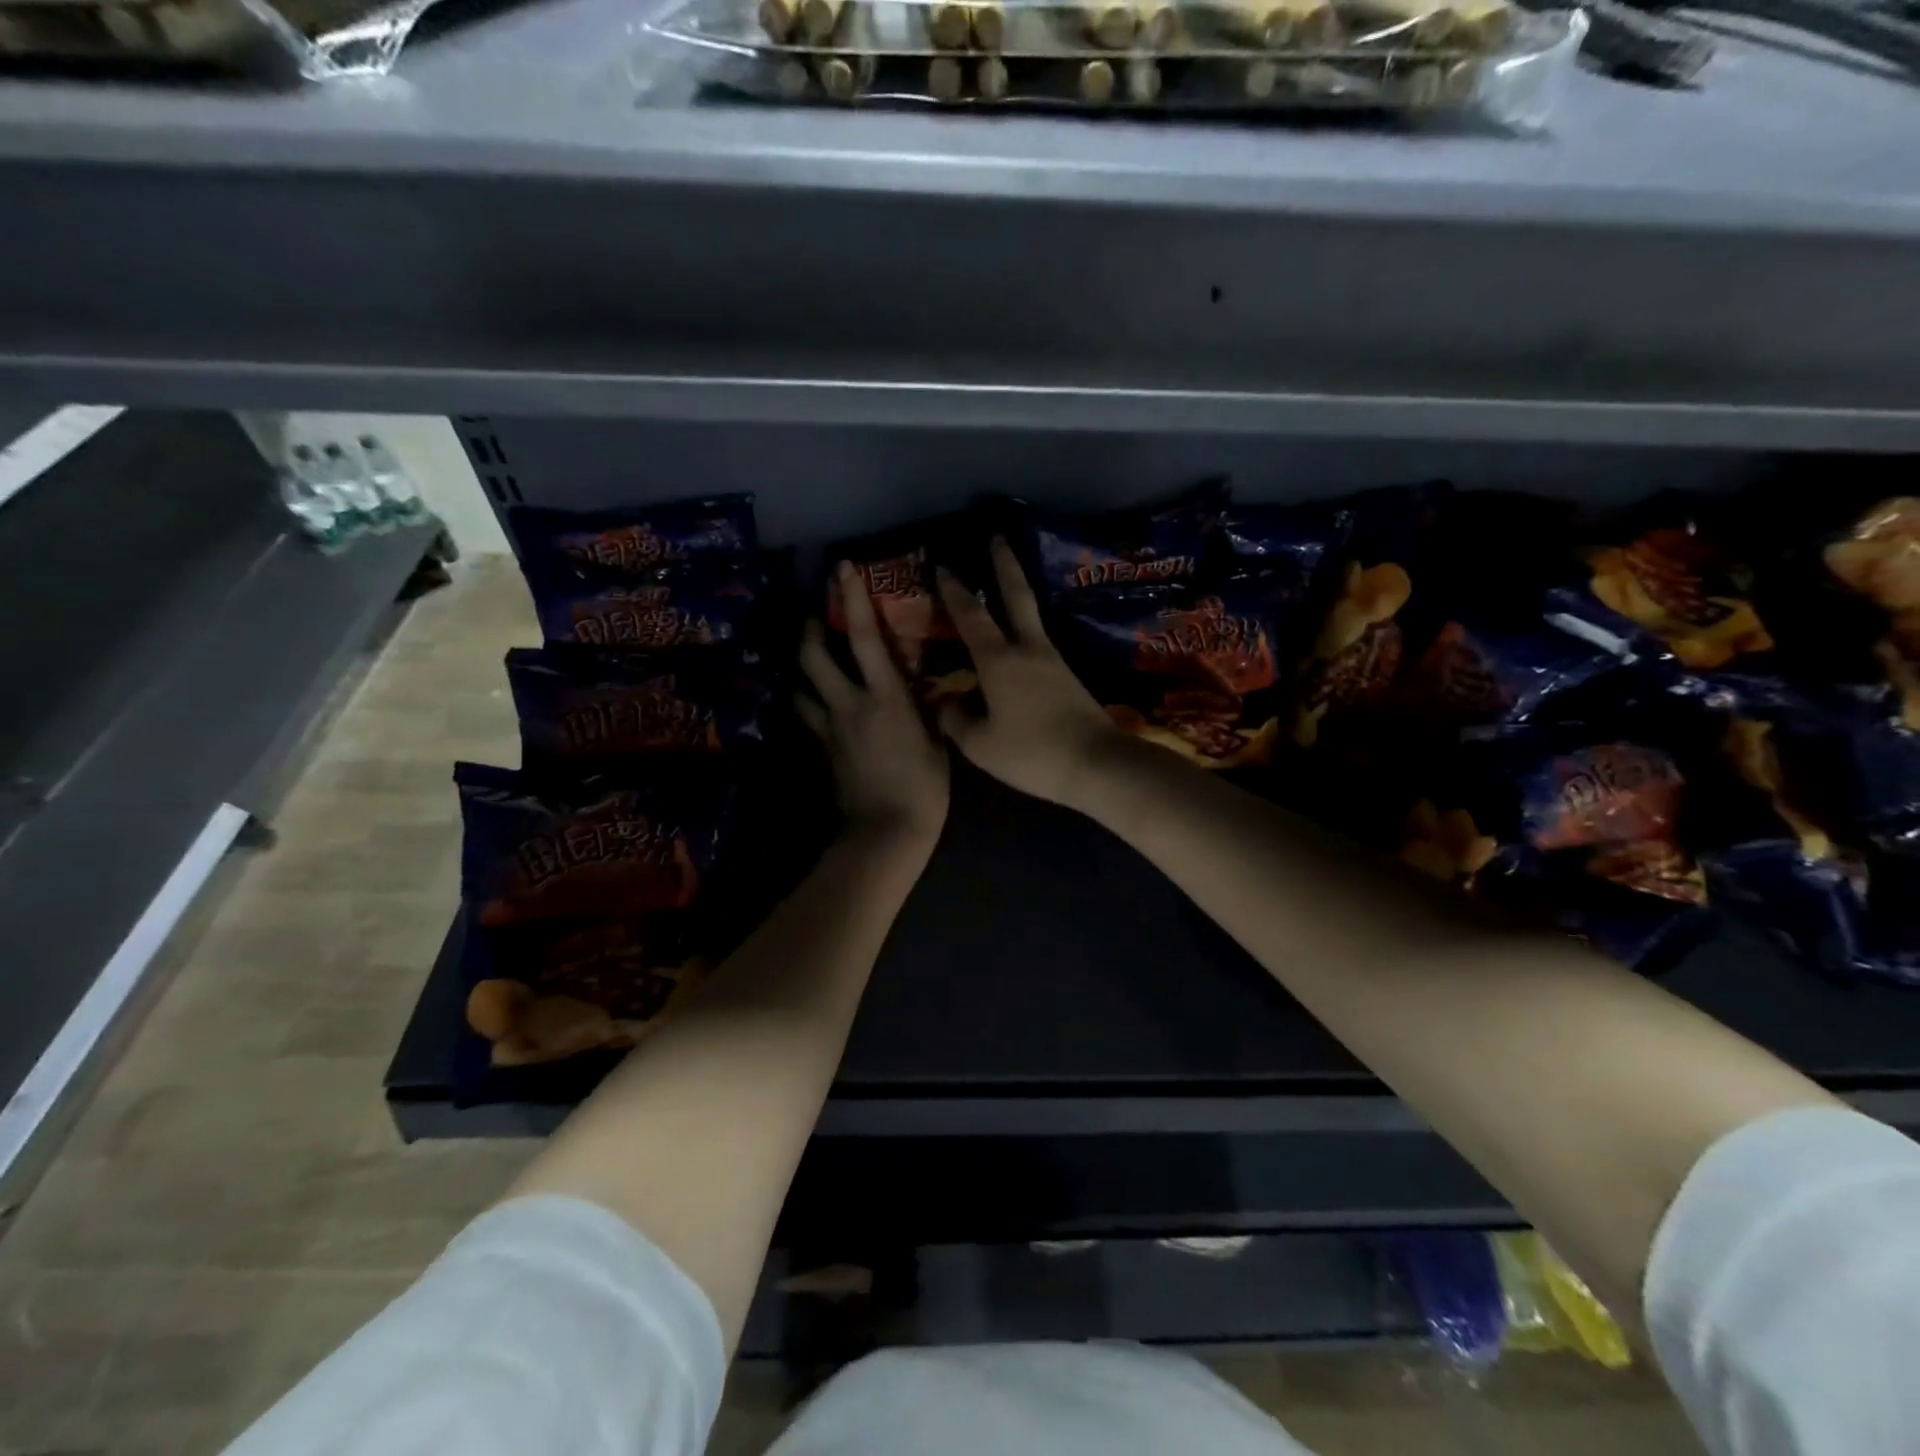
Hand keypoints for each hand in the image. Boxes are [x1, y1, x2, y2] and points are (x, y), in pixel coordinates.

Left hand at [799, 562, 949, 849]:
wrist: (886, 832)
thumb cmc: (925, 788)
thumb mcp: (937, 740)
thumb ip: (926, 708)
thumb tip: (923, 689)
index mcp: (885, 696)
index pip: (863, 637)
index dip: (852, 598)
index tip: (843, 568)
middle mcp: (849, 704)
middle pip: (813, 655)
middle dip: (810, 628)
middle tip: (815, 614)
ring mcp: (830, 727)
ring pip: (802, 685)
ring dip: (804, 665)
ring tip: (812, 656)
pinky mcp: (822, 750)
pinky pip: (808, 716)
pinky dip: (807, 702)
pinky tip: (816, 701)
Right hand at [935, 538, 1127, 809]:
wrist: (1097, 764)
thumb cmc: (1032, 753)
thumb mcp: (980, 745)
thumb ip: (956, 720)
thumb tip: (945, 702)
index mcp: (999, 660)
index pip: (971, 616)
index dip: (955, 591)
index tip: (944, 565)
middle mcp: (1028, 649)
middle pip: (1017, 596)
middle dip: (1004, 564)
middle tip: (998, 536)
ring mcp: (1053, 660)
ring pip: (1032, 616)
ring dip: (1018, 591)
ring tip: (1006, 579)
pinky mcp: (1068, 677)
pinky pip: (1040, 642)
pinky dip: (1026, 627)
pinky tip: (1019, 637)